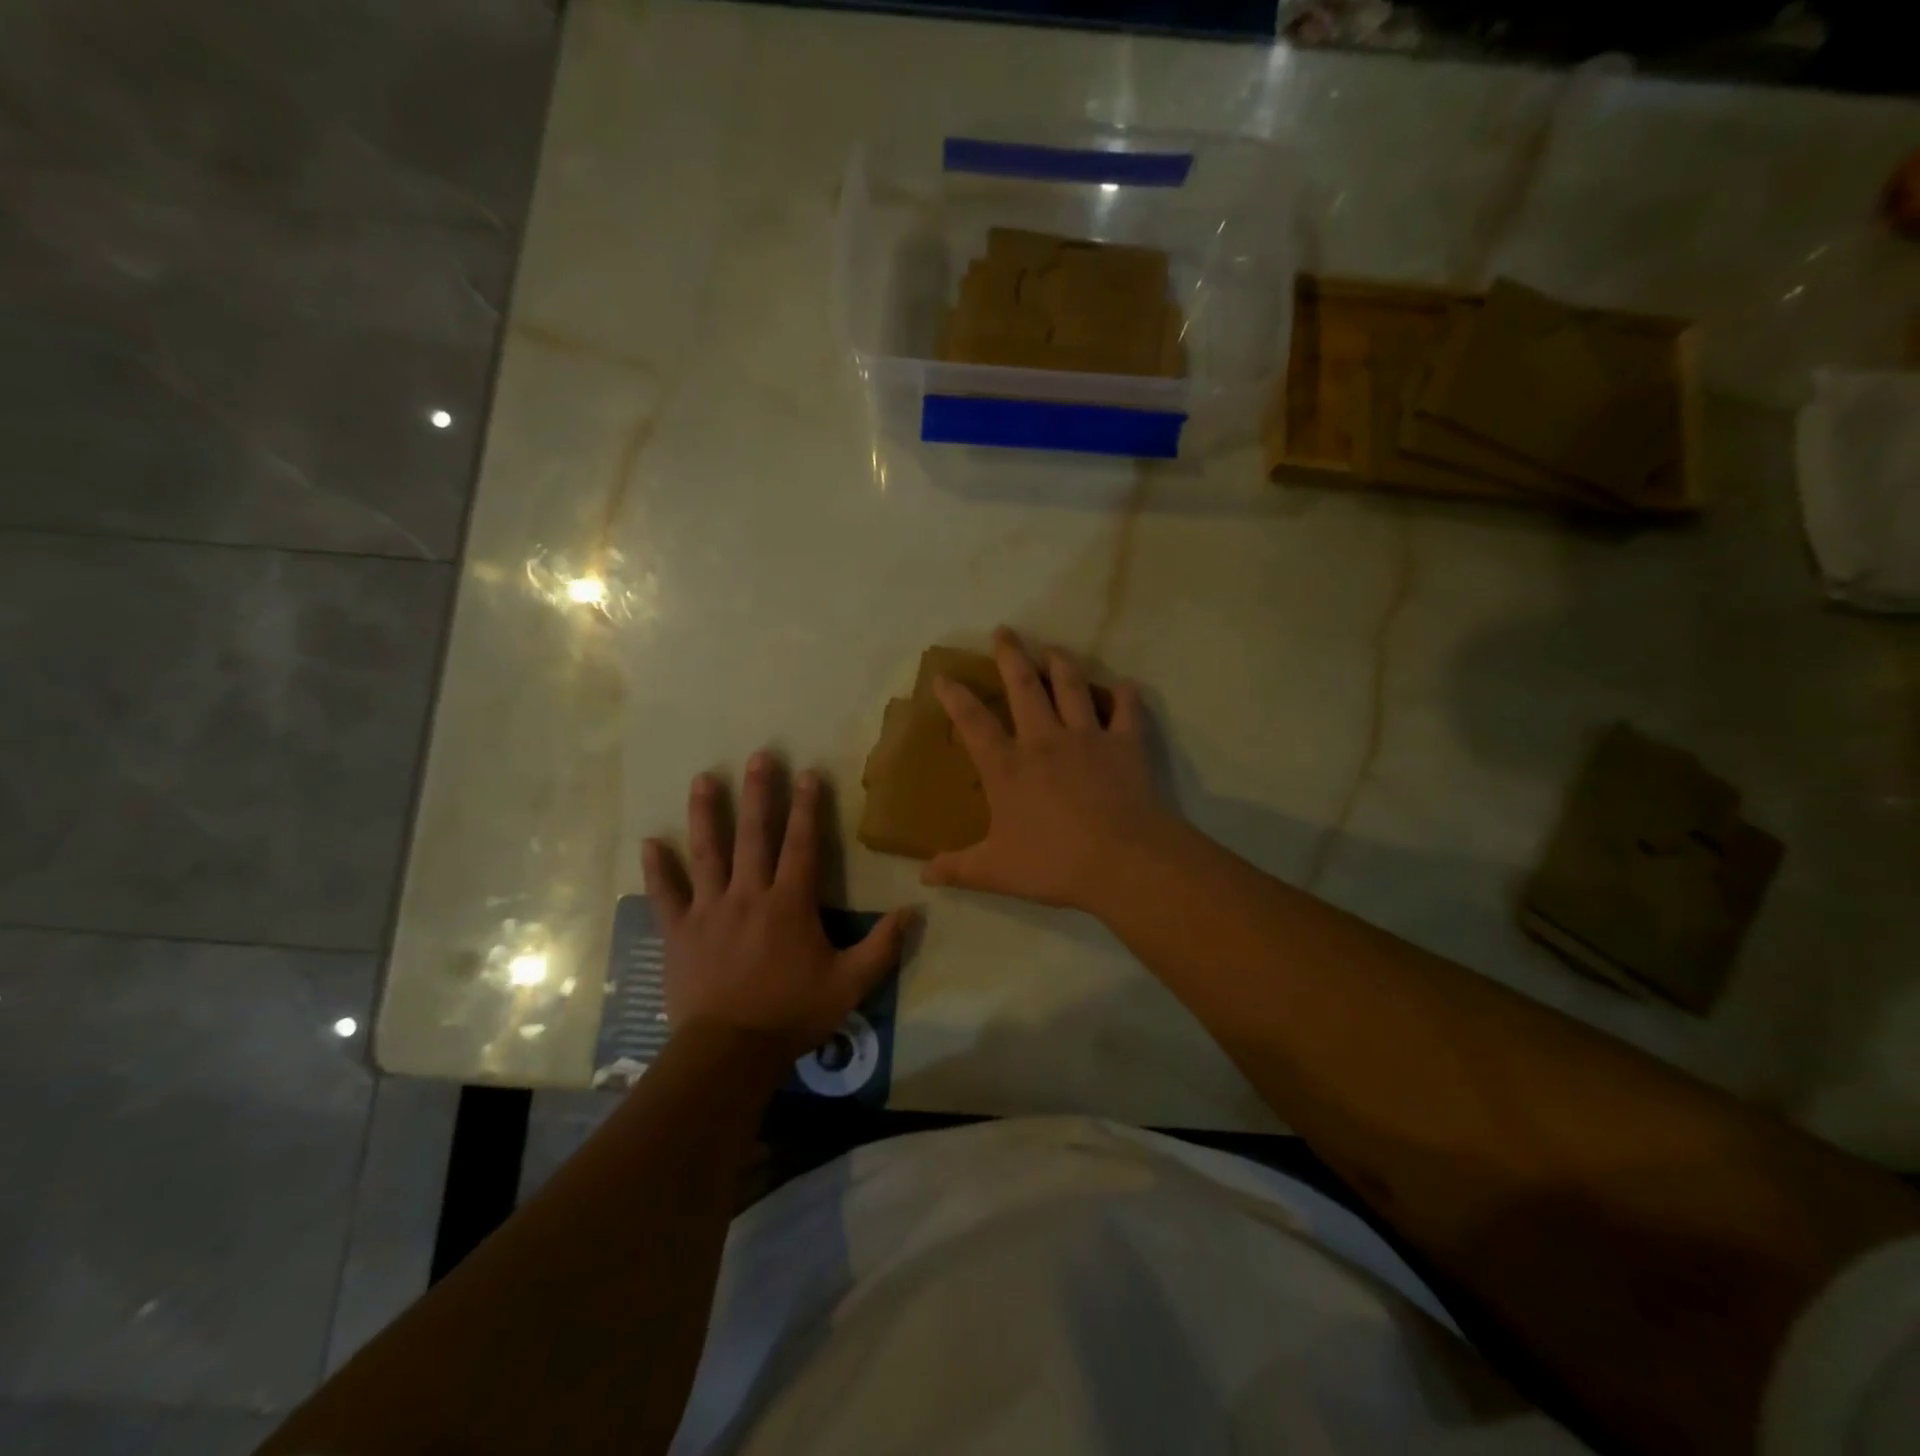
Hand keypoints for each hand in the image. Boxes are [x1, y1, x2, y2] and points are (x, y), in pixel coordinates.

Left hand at [644, 753, 912, 1062]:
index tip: (808, 772)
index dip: (807, 807)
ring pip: (707, 853)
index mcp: (790, 902)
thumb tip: (914, 912)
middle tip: (758, 756)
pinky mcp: (679, 931)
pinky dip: (657, 869)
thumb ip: (883, 947)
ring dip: (705, 814)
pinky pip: (665, 894)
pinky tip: (649, 842)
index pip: (802, 844)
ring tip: (703, 779)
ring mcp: (710, 910)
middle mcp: (749, 894)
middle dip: (758, 793)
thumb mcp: (850, 984)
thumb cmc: (792, 1013)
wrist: (729, 1051)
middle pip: (754, 835)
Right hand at [923, 628, 1179, 911]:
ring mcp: (1087, 737)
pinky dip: (1126, 695)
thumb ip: (958, 869)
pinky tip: (1126, 685)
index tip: (944, 675)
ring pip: (1071, 686)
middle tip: (1003, 631)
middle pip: (1023, 686)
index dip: (956, 696)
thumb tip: (923, 876)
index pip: (973, 722)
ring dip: (1060, 662)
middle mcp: (1044, 740)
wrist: (1122, 861)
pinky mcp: (1125, 744)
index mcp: (1008, 766)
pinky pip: (1127, 710)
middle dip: (1010, 655)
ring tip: (1052, 647)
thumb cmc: (1054, 863)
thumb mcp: (996, 871)